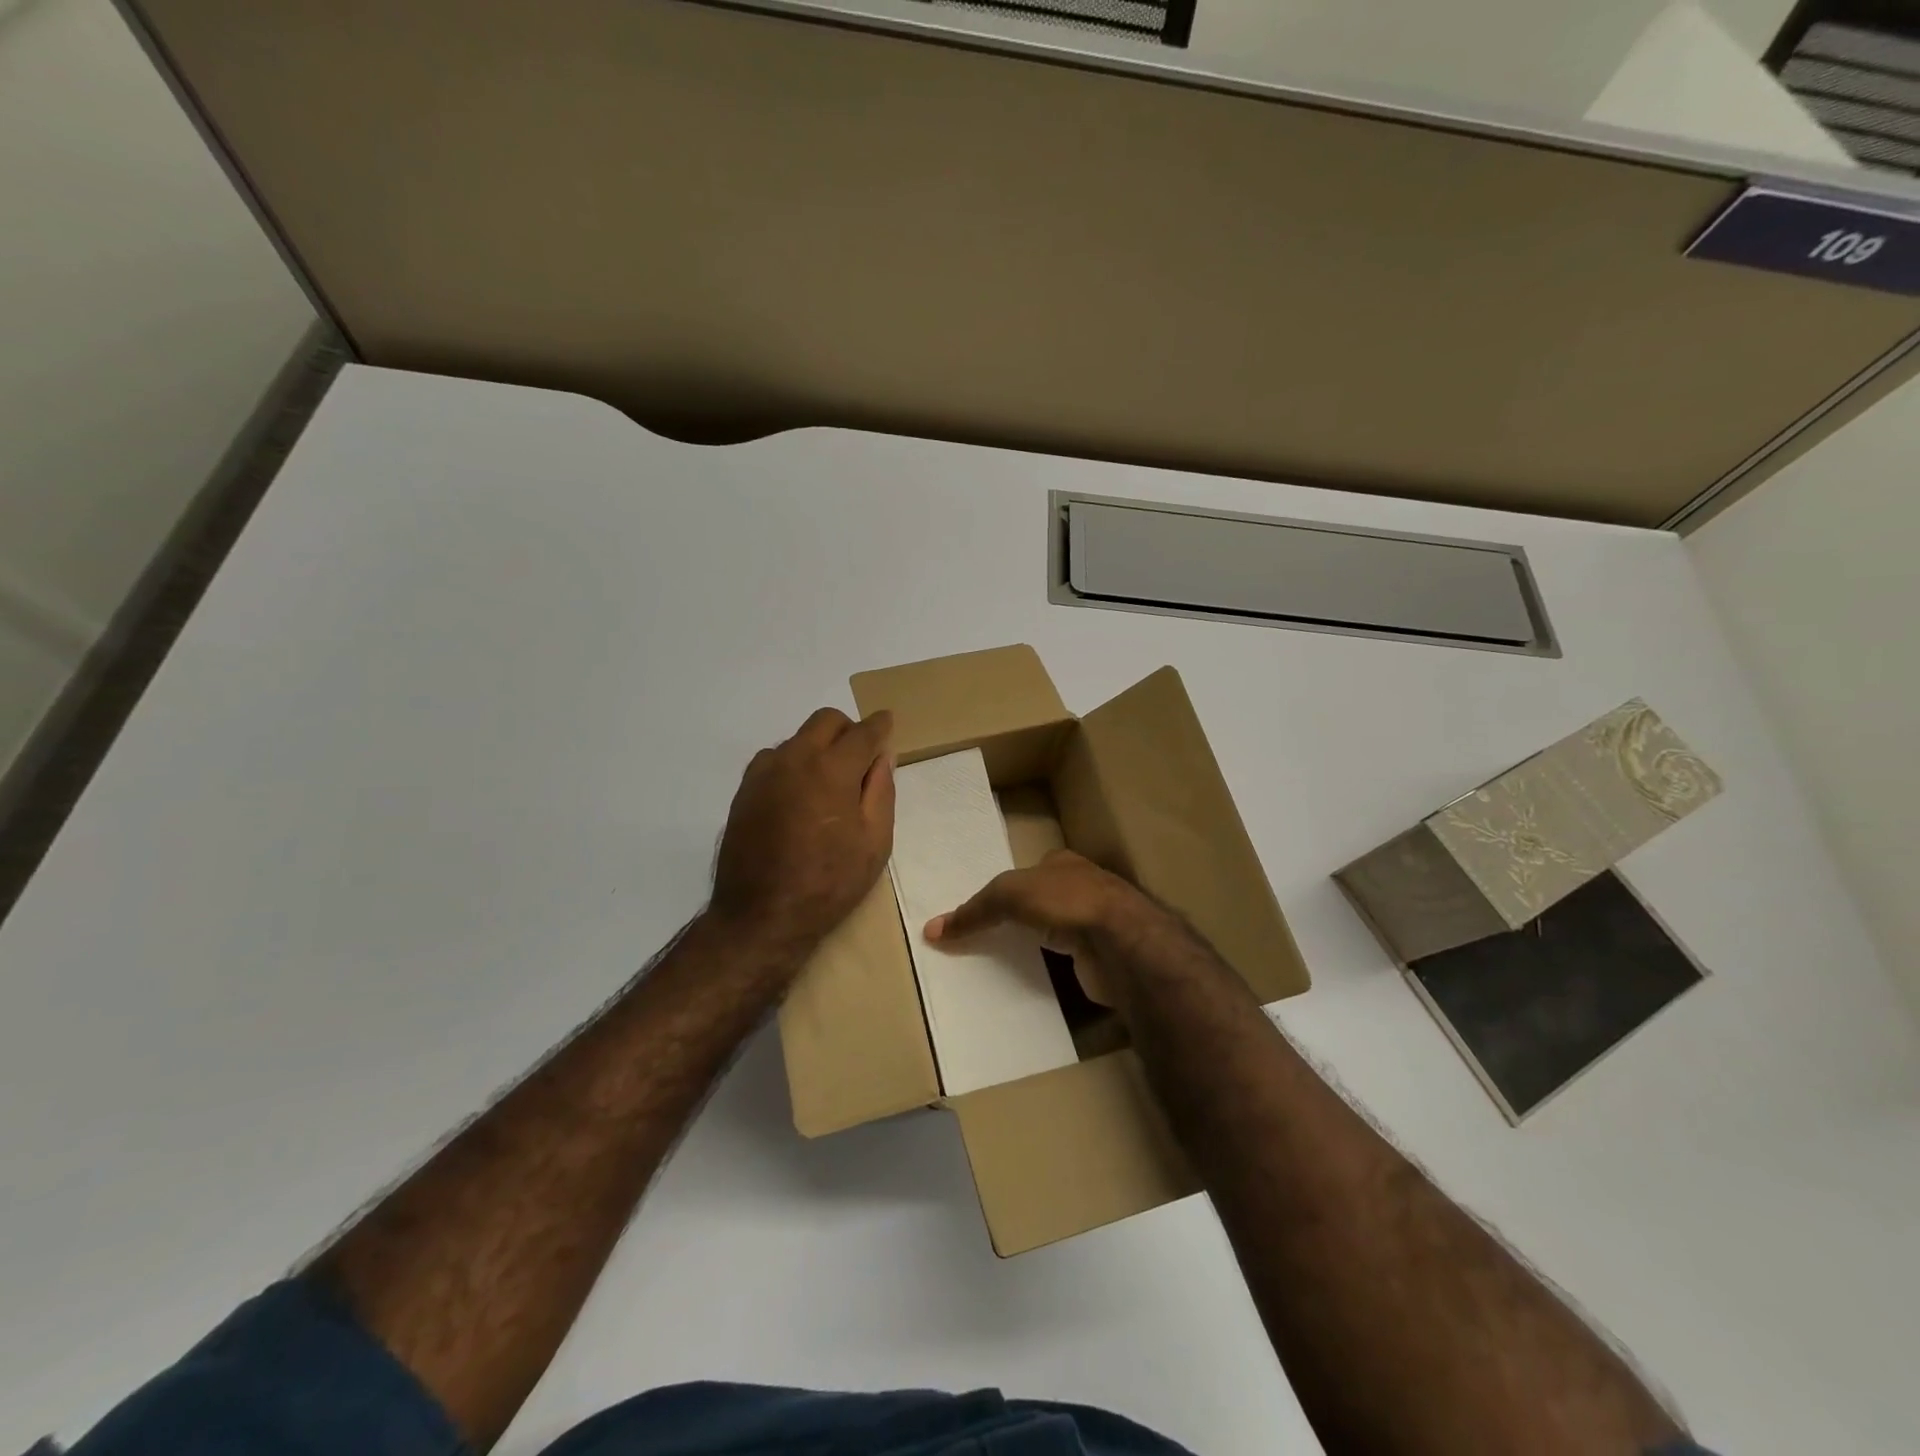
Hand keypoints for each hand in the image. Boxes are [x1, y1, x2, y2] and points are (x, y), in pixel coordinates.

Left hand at [710, 707, 894, 953]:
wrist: (761, 916)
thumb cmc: (829, 884)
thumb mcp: (874, 843)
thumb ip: (881, 791)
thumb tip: (883, 757)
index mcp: (832, 770)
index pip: (862, 733)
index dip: (880, 725)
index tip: (887, 722)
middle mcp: (794, 759)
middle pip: (825, 721)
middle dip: (848, 730)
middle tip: (861, 757)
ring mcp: (764, 773)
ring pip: (797, 739)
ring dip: (818, 748)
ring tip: (829, 785)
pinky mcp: (744, 791)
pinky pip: (774, 760)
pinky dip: (794, 765)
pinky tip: (800, 797)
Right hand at [925, 850, 1167, 1003]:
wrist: (1122, 940)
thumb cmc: (1065, 901)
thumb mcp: (1008, 895)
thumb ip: (973, 911)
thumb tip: (930, 930)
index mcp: (1063, 863)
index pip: (1029, 872)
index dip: (1008, 888)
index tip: (986, 910)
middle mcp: (1083, 888)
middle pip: (1044, 900)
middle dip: (1023, 916)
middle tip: (991, 937)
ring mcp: (1096, 923)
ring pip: (1057, 931)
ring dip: (1039, 942)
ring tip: (1008, 960)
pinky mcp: (1102, 957)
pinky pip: (1067, 961)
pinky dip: (1053, 968)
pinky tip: (1037, 979)